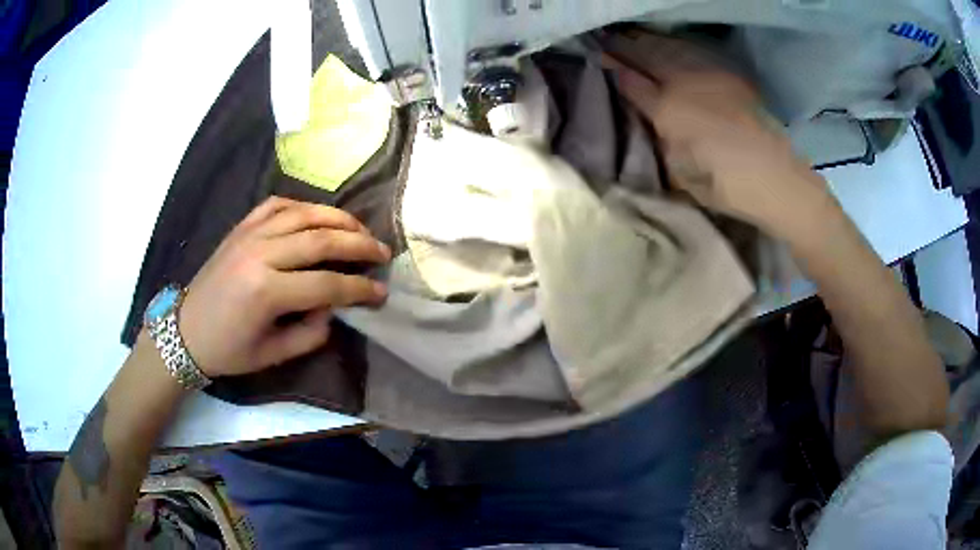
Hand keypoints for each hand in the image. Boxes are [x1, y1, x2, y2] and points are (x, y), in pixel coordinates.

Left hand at [177, 197, 390, 376]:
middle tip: (383, 252)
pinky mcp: (242, 227)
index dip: (360, 289)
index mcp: (266, 291)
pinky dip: (304, 206)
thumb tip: (333, 307)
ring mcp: (249, 234)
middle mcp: (260, 253)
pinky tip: (318, 216)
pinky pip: (278, 204)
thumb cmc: (228, 350)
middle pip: (322, 239)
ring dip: (338, 219)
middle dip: (359, 244)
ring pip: (304, 213)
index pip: (328, 284)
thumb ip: (310, 333)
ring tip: (360, 230)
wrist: (186, 330)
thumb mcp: (273, 355)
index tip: (382, 293)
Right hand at [601, 31, 838, 240]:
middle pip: (645, 55)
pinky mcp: (727, 75)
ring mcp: (707, 75)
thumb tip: (647, 116)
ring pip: (668, 48)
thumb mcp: (679, 173)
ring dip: (646, 40)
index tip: (597, 58)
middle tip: (606, 37)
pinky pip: (693, 52)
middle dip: (624, 45)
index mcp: (666, 111)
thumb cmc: (724, 186)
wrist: (774, 176)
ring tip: (631, 34)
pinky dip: (675, 45)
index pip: (630, 82)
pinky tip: (669, 44)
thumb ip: (659, 140)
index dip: (612, 68)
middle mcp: (682, 84)